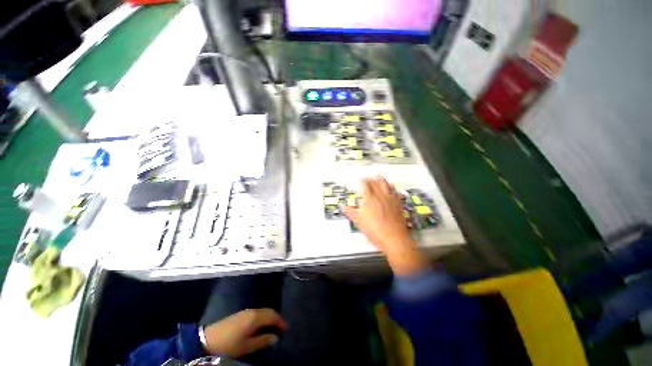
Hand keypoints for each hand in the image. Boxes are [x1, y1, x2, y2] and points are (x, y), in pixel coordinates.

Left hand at [203, 308, 287, 357]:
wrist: (208, 339)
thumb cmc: (229, 344)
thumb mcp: (247, 346)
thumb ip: (263, 341)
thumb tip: (275, 338)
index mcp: (255, 317)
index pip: (273, 315)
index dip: (281, 321)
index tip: (286, 329)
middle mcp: (252, 311)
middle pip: (269, 311)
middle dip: (276, 318)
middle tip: (281, 328)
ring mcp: (245, 311)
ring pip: (263, 311)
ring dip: (269, 317)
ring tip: (273, 327)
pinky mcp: (240, 314)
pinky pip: (257, 312)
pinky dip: (262, 317)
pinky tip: (261, 325)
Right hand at [344, 176, 428, 275]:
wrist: (394, 238)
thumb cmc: (374, 230)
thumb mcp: (359, 222)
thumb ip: (351, 213)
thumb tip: (343, 207)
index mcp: (369, 199)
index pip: (365, 185)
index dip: (362, 181)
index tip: (359, 180)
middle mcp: (380, 196)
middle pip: (375, 183)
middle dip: (370, 179)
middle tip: (368, 177)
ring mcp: (390, 199)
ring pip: (386, 185)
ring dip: (381, 179)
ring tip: (378, 176)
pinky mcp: (398, 204)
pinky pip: (395, 191)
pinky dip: (392, 187)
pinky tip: (391, 186)